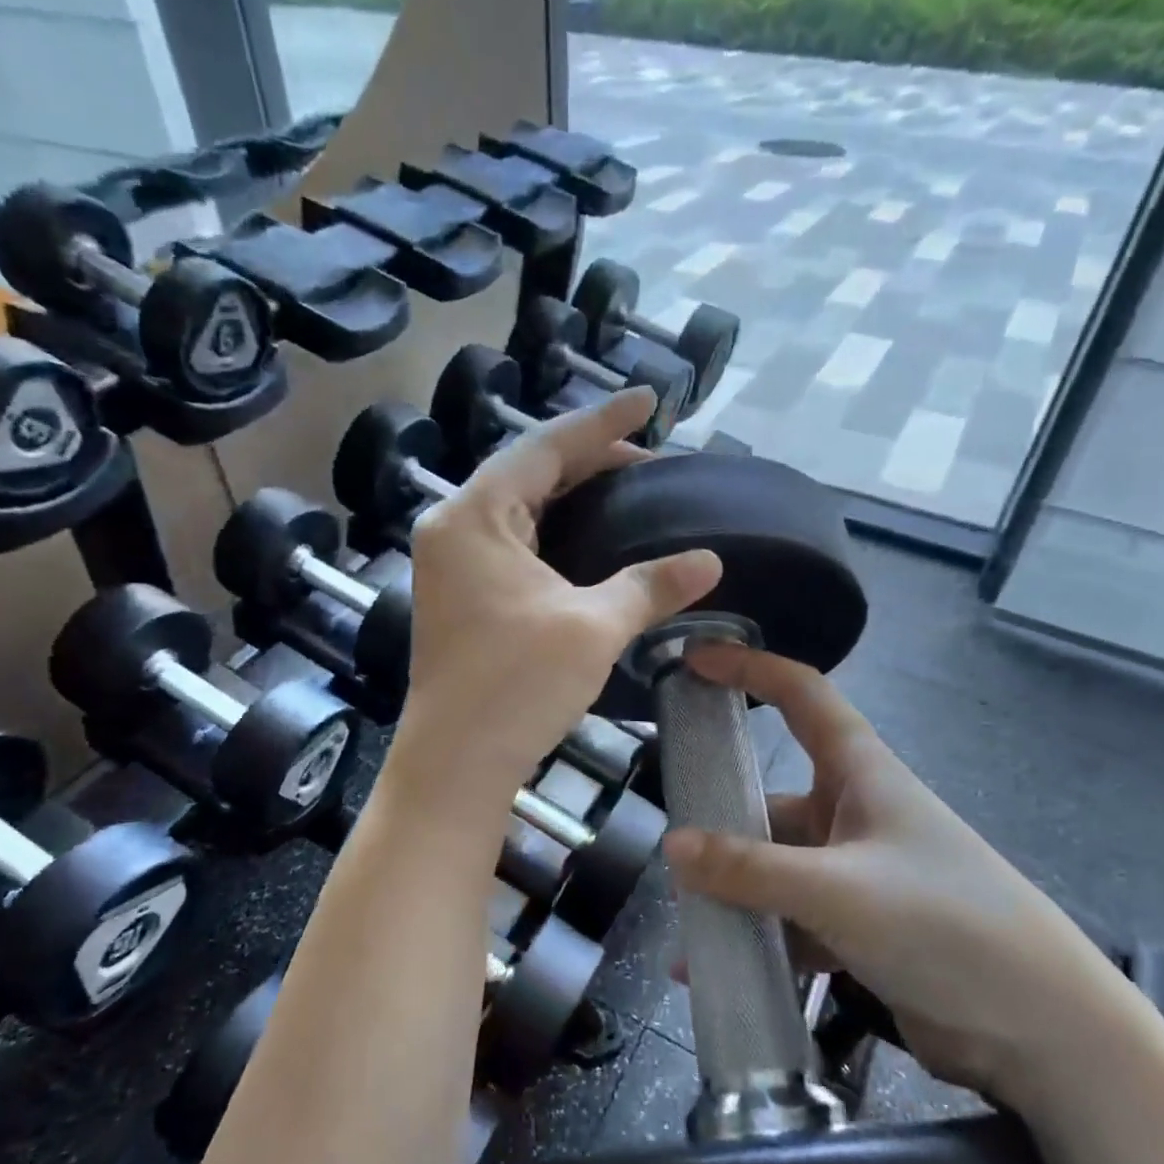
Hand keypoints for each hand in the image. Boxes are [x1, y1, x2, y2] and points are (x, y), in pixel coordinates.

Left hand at [394, 388, 721, 806]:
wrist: (457, 764)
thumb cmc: (516, 686)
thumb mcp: (592, 627)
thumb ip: (651, 585)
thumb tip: (710, 560)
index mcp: (475, 516)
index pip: (546, 447)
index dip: (602, 422)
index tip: (650, 400)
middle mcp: (454, 528)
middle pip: (529, 472)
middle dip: (590, 460)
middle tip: (650, 457)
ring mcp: (452, 563)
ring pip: (520, 507)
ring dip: (572, 495)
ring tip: (628, 489)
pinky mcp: (462, 594)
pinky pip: (514, 541)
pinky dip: (554, 531)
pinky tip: (590, 539)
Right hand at [662, 641, 1128, 1107]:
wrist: (1045, 1033)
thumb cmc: (946, 924)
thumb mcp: (838, 890)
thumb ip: (751, 870)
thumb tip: (671, 848)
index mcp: (862, 773)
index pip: (802, 695)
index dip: (751, 669)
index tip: (695, 661)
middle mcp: (855, 814)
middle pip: (773, 800)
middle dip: (722, 820)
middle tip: (667, 844)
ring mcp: (856, 874)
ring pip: (775, 869)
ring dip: (732, 895)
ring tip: (682, 927)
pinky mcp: (859, 929)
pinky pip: (789, 923)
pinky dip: (755, 941)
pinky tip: (710, 971)